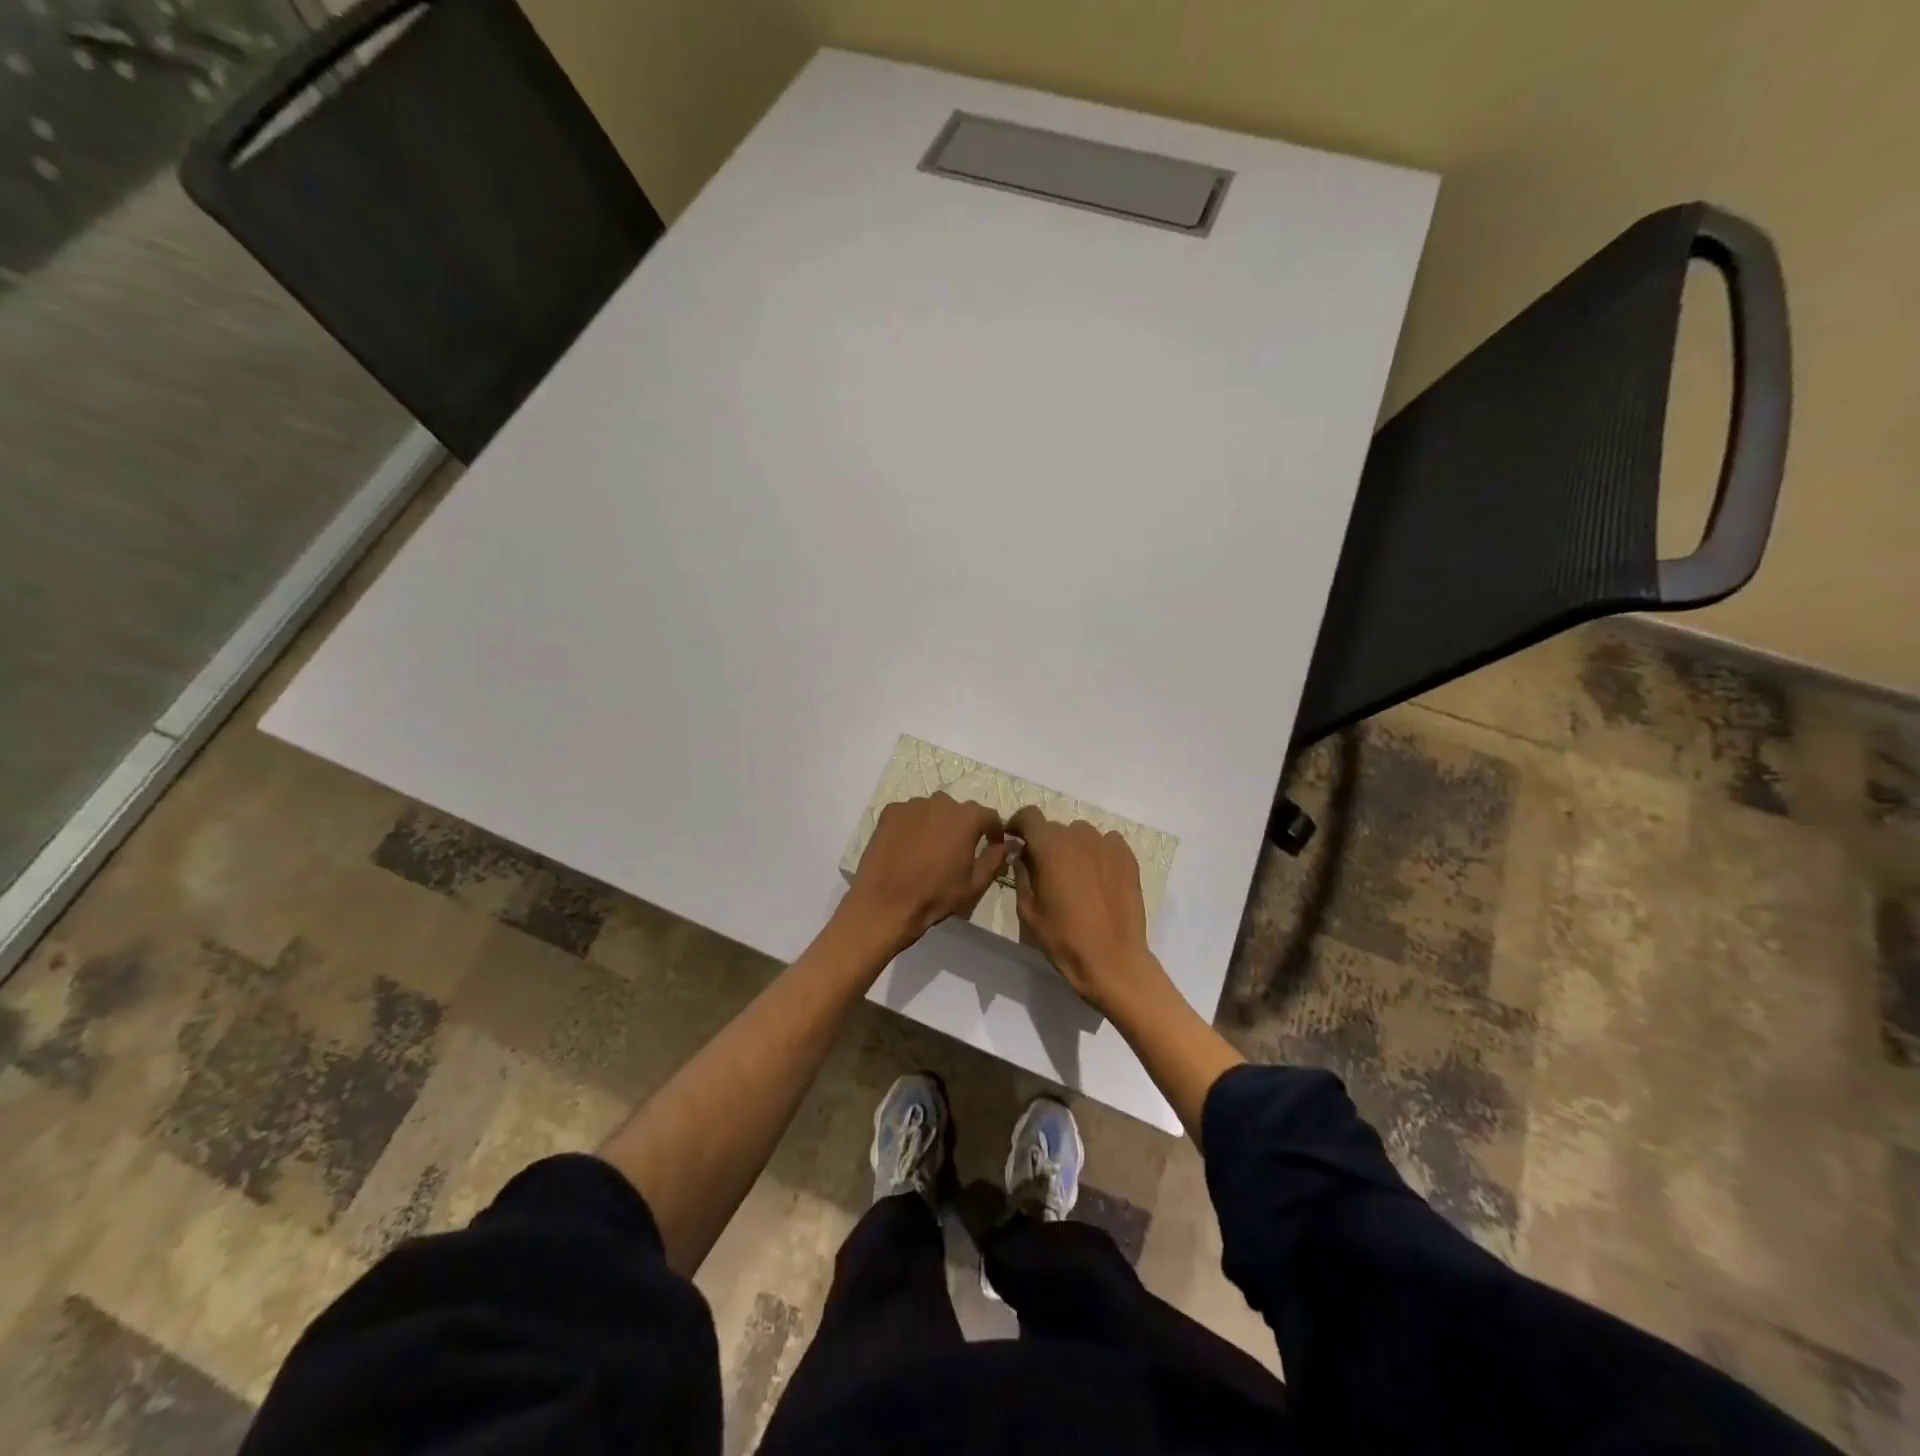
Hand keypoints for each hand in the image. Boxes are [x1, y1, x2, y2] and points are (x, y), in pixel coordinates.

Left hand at [841, 793, 1008, 954]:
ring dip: (937, 824)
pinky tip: (907, 847)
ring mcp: (912, 805)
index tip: (993, 845)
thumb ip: (995, 859)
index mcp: (966, 818)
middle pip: (959, 811)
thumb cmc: (935, 895)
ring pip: (932, 810)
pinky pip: (909, 815)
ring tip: (930, 849)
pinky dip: (913, 826)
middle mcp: (940, 802)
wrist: (885, 903)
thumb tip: (1007, 844)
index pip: (989, 816)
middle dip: (963, 826)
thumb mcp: (975, 884)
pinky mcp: (889, 813)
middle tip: (958, 850)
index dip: (994, 831)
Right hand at [1008, 807, 1171, 1017]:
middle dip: (1045, 842)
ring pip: (1082, 834)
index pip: (1030, 816)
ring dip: (1072, 847)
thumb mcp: (1028, 910)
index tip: (1015, 839)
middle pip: (1056, 828)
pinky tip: (1098, 876)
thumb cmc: (1063, 938)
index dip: (1018, 824)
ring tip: (1074, 875)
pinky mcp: (1127, 858)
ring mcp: (1107, 845)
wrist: (1112, 960)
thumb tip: (1021, 854)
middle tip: (1044, 869)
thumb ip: (1021, 874)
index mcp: (1050, 847)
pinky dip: (1098, 852)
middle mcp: (1079, 837)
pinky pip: (1107, 843)